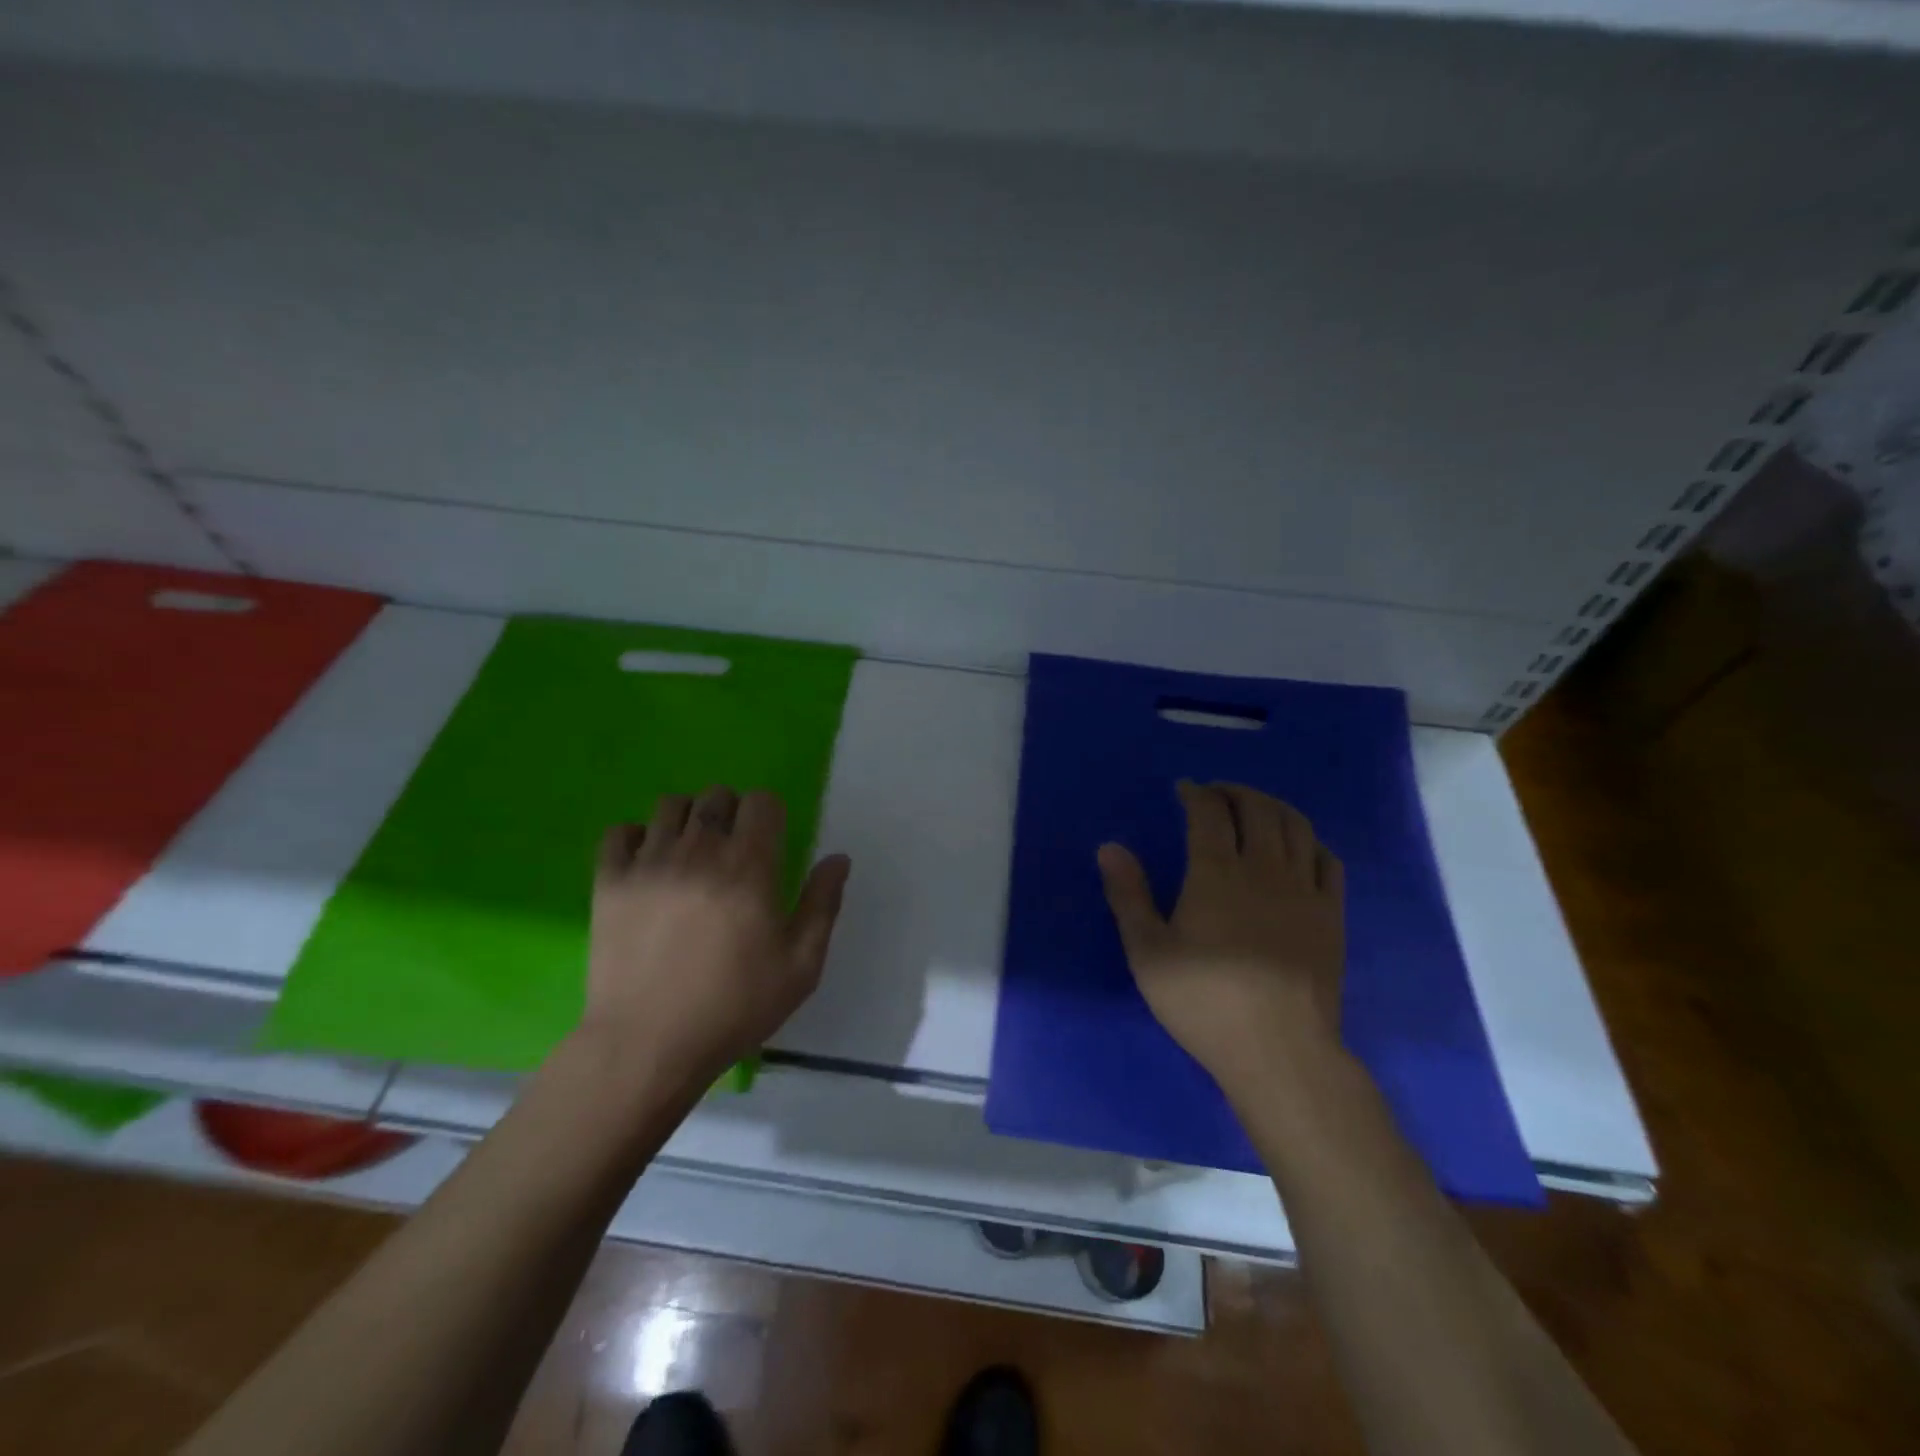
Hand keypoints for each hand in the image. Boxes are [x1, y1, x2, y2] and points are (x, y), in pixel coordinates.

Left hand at [580, 786, 849, 1091]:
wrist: (647, 1046)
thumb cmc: (734, 1007)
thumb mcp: (800, 966)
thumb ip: (823, 904)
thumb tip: (838, 859)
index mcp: (749, 867)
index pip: (761, 802)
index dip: (770, 815)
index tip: (769, 844)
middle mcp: (698, 851)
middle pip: (716, 795)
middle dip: (732, 813)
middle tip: (733, 852)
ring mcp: (648, 862)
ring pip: (670, 805)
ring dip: (687, 820)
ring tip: (690, 854)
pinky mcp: (610, 881)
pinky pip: (619, 832)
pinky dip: (636, 838)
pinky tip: (648, 865)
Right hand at [1098, 781, 1345, 1098]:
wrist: (1279, 1050)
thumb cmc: (1203, 1001)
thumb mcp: (1148, 952)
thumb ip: (1128, 895)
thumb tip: (1109, 847)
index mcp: (1215, 873)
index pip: (1209, 813)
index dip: (1197, 794)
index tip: (1185, 789)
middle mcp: (1263, 869)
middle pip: (1257, 809)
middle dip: (1235, 792)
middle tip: (1217, 794)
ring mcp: (1303, 890)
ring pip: (1296, 826)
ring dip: (1273, 806)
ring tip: (1255, 808)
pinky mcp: (1330, 915)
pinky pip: (1328, 861)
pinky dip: (1311, 841)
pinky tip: (1300, 847)